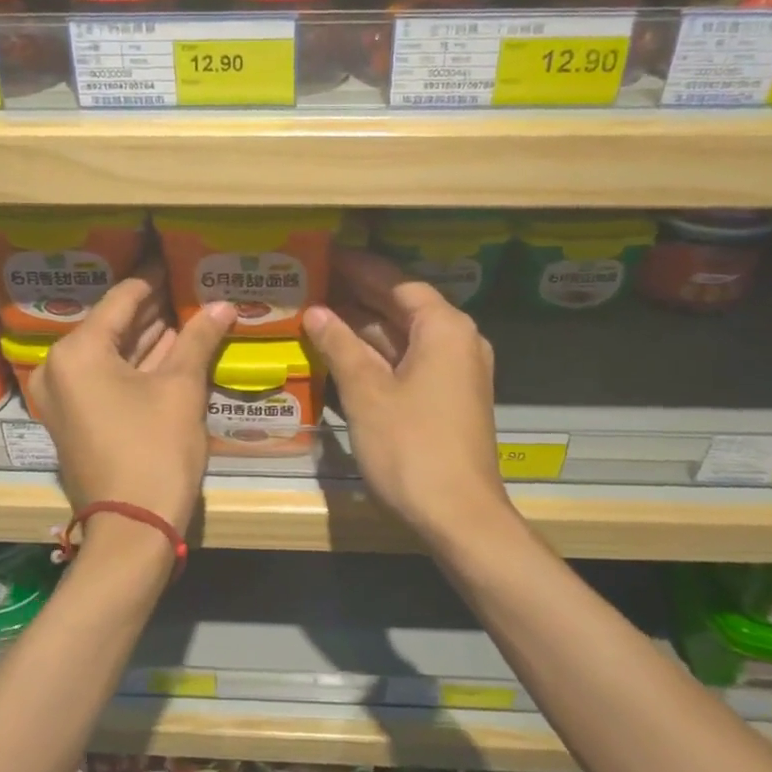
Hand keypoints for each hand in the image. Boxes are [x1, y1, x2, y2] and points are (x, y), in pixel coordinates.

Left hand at [27, 267, 236, 537]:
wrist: (132, 528)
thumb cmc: (155, 450)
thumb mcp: (181, 389)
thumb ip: (199, 339)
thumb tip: (224, 304)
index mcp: (77, 351)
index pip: (123, 299)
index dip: (155, 279)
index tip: (180, 261)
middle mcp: (59, 368)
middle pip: (113, 325)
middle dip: (154, 309)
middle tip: (190, 287)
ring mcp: (63, 396)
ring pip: (111, 354)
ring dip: (148, 337)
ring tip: (188, 311)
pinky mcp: (74, 419)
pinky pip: (106, 378)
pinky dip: (136, 365)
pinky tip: (173, 348)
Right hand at [302, 249, 508, 539]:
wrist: (459, 516)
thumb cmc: (412, 447)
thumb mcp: (367, 392)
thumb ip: (340, 346)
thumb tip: (317, 313)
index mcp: (445, 328)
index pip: (398, 282)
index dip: (360, 268)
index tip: (325, 255)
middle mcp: (457, 342)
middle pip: (403, 307)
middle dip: (359, 296)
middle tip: (313, 282)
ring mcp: (455, 373)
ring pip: (404, 337)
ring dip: (364, 328)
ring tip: (317, 314)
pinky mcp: (448, 400)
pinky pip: (409, 363)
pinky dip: (377, 356)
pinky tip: (341, 356)